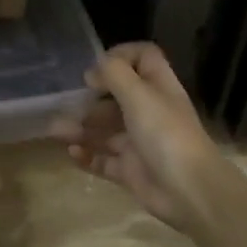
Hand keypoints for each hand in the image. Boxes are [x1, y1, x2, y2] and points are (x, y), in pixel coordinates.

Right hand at [54, 43, 235, 232]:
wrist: (189, 190)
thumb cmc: (165, 134)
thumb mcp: (139, 95)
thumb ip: (114, 74)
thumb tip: (93, 71)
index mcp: (158, 88)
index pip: (143, 58)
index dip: (121, 55)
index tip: (96, 68)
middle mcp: (149, 112)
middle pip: (117, 96)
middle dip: (91, 98)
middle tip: (69, 103)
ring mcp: (139, 142)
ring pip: (105, 130)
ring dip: (81, 128)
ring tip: (57, 131)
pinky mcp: (130, 170)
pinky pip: (102, 160)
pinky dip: (86, 156)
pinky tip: (71, 153)